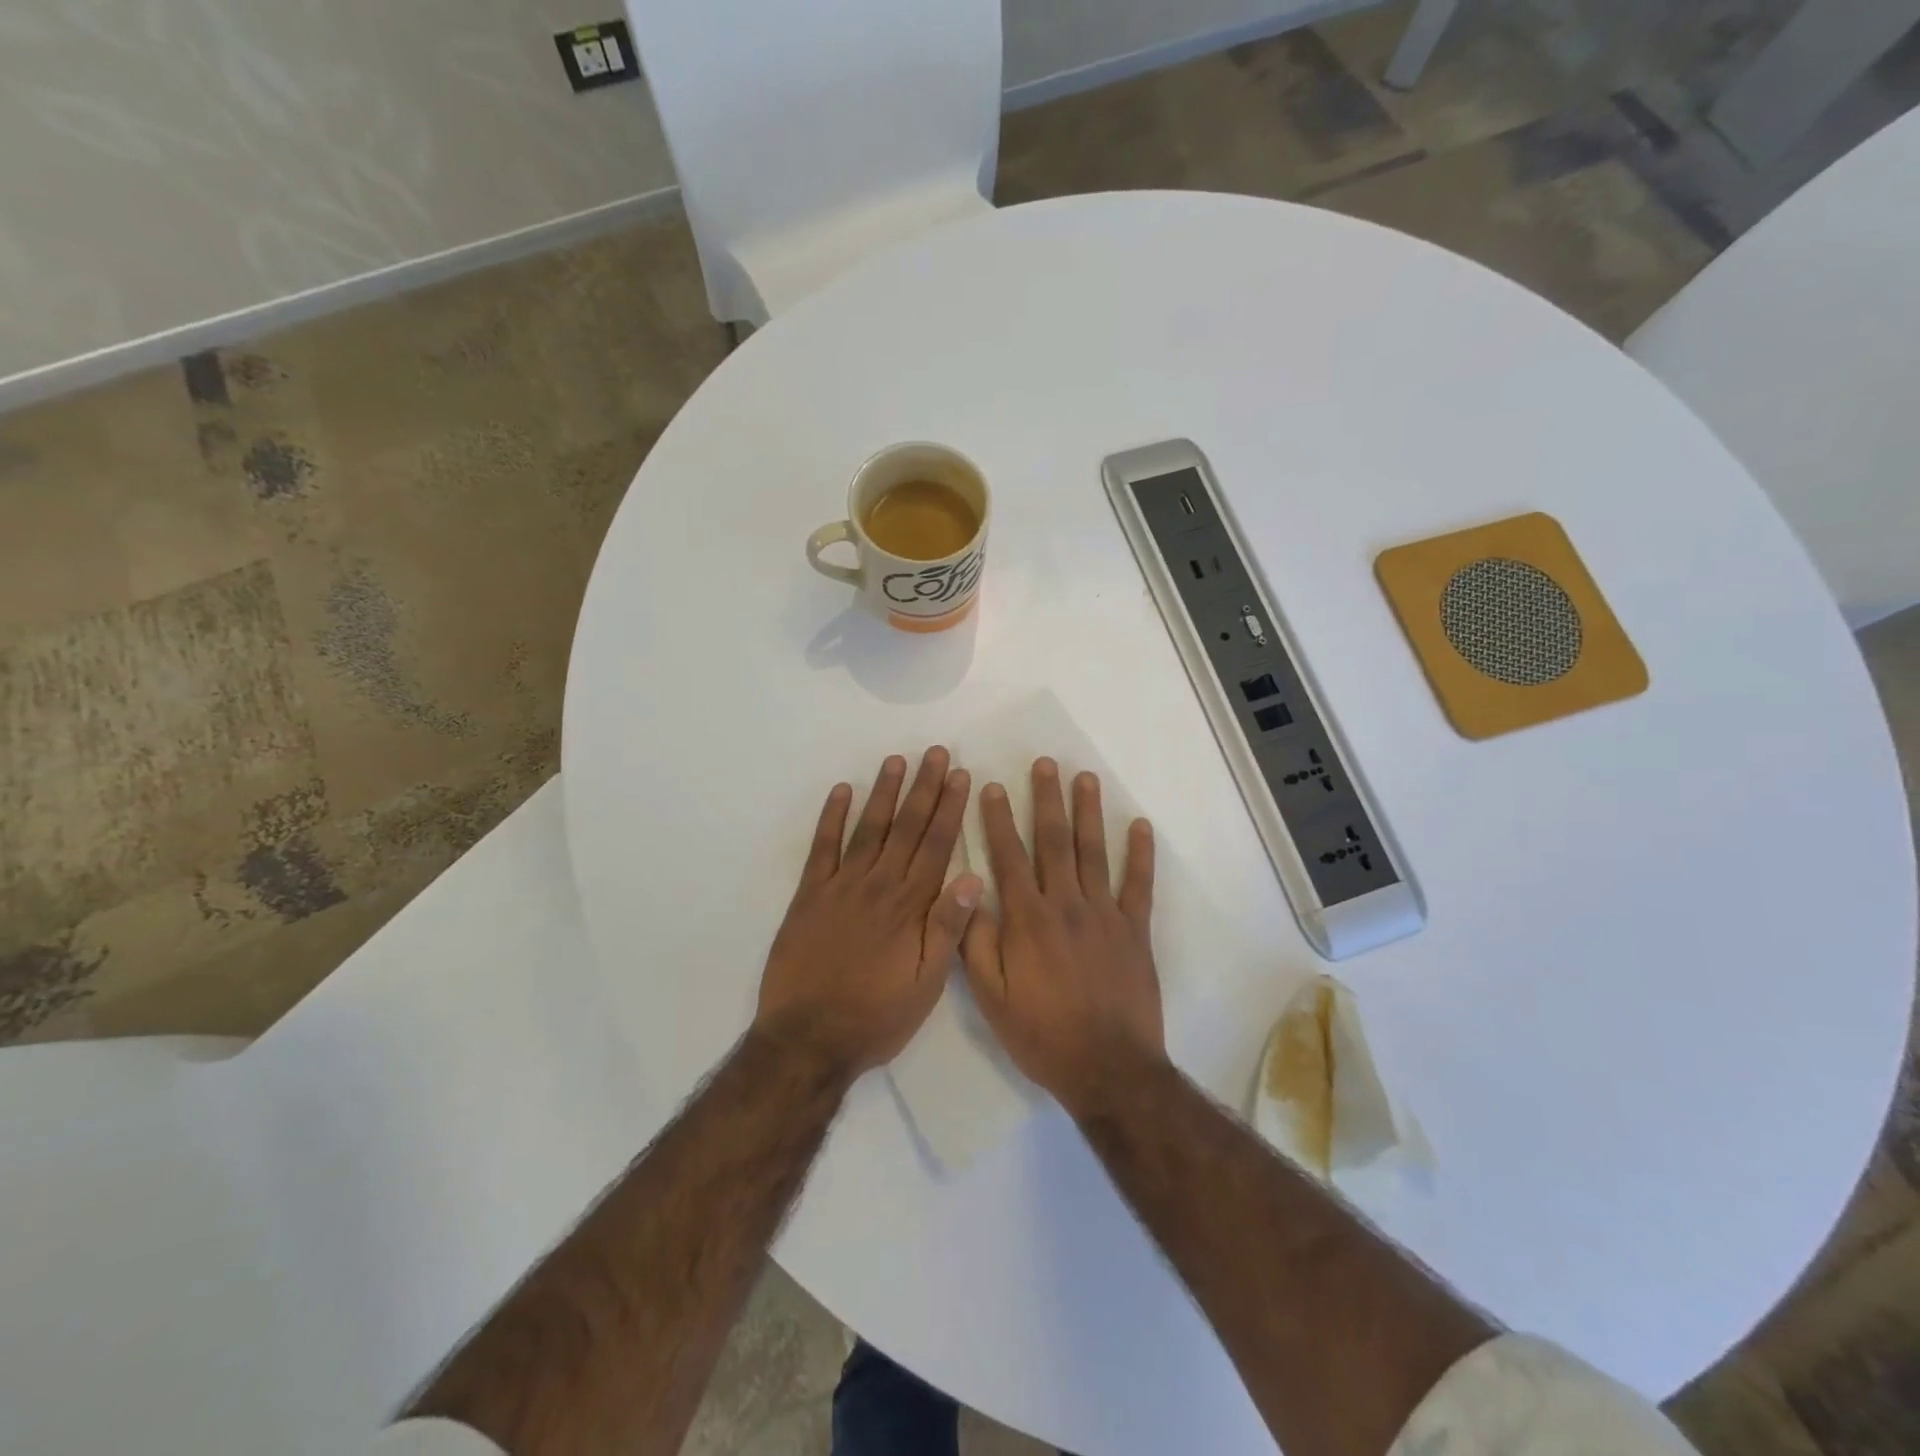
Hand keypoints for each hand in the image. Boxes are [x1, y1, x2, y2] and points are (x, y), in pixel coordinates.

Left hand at [756, 748, 981, 1081]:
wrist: (808, 1038)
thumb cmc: (877, 1016)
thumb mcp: (926, 984)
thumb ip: (948, 929)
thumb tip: (974, 877)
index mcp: (910, 906)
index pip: (936, 845)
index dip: (950, 807)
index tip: (960, 775)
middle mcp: (878, 885)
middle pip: (906, 827)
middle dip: (923, 787)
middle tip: (934, 752)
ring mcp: (840, 886)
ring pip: (868, 828)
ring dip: (883, 792)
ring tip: (896, 760)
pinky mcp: (809, 895)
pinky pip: (822, 848)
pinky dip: (831, 818)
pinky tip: (841, 791)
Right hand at [962, 758, 1165, 1117]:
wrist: (1107, 1068)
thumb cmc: (1042, 1034)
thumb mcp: (991, 997)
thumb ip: (976, 943)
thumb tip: (966, 893)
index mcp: (1027, 918)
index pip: (1008, 856)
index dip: (998, 819)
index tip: (991, 786)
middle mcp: (1065, 904)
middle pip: (1053, 841)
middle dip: (1046, 799)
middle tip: (1045, 763)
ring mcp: (1104, 913)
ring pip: (1093, 852)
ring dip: (1088, 812)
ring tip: (1084, 778)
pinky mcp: (1135, 930)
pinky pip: (1138, 884)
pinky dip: (1140, 854)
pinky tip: (1139, 825)